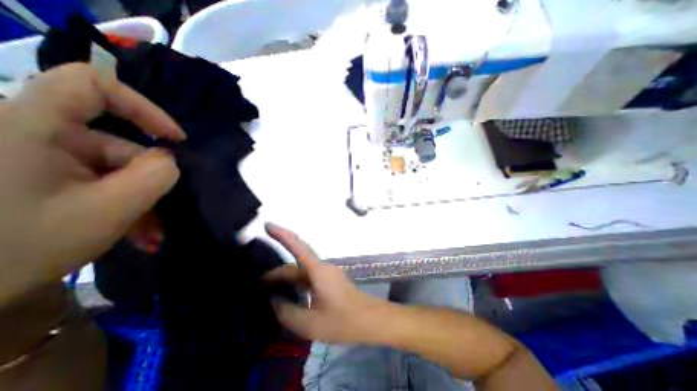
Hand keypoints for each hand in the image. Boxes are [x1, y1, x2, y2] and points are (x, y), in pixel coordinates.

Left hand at [0, 63, 184, 302]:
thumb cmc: (19, 247)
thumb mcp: (108, 210)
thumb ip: (154, 177)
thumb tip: (169, 160)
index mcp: (30, 126)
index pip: (94, 85)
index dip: (143, 107)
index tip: (174, 139)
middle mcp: (29, 133)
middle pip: (114, 143)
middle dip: (147, 179)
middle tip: (167, 209)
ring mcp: (32, 157)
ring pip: (109, 169)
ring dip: (138, 199)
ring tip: (152, 232)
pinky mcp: (37, 176)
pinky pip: (94, 182)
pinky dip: (119, 204)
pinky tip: (135, 231)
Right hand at [265, 221, 389, 343]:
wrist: (370, 320)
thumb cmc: (342, 321)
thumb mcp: (310, 323)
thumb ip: (287, 312)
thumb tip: (273, 301)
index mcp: (318, 270)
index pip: (297, 246)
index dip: (281, 234)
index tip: (267, 225)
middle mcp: (322, 267)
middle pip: (296, 262)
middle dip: (277, 270)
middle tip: (257, 281)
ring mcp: (327, 274)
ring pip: (302, 271)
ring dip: (286, 278)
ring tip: (267, 291)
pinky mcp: (329, 281)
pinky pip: (308, 278)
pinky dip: (296, 284)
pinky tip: (287, 296)